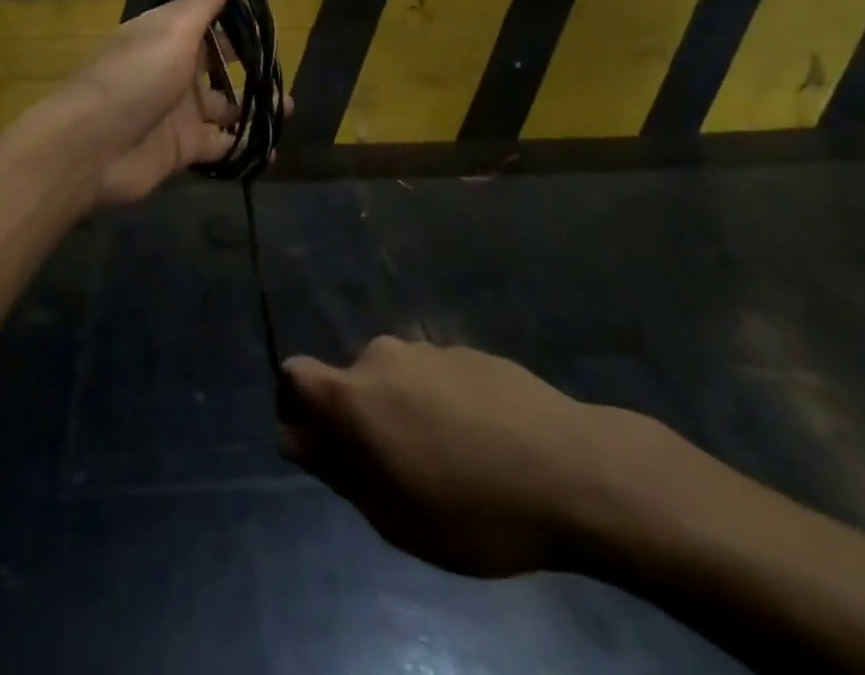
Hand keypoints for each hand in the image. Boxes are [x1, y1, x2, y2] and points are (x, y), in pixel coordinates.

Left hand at [56, 0, 276, 211]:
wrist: (91, 147)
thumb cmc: (136, 76)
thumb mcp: (173, 31)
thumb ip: (203, 1)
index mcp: (167, 34)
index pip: (206, 9)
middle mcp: (174, 68)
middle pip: (219, 59)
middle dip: (250, 59)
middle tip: (286, 58)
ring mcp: (179, 110)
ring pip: (225, 104)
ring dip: (254, 104)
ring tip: (289, 105)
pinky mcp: (182, 147)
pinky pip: (220, 145)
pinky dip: (243, 147)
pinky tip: (272, 148)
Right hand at [279, 338, 665, 578]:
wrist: (571, 469)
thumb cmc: (473, 509)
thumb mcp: (393, 515)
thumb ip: (337, 469)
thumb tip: (297, 437)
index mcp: (354, 394)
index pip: (294, 375)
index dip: (295, 409)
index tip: (322, 449)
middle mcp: (382, 356)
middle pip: (349, 384)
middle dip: (359, 423)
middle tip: (397, 475)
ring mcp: (428, 349)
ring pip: (395, 382)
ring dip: (402, 414)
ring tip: (447, 464)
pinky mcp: (467, 351)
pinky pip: (433, 378)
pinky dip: (439, 405)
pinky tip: (479, 443)